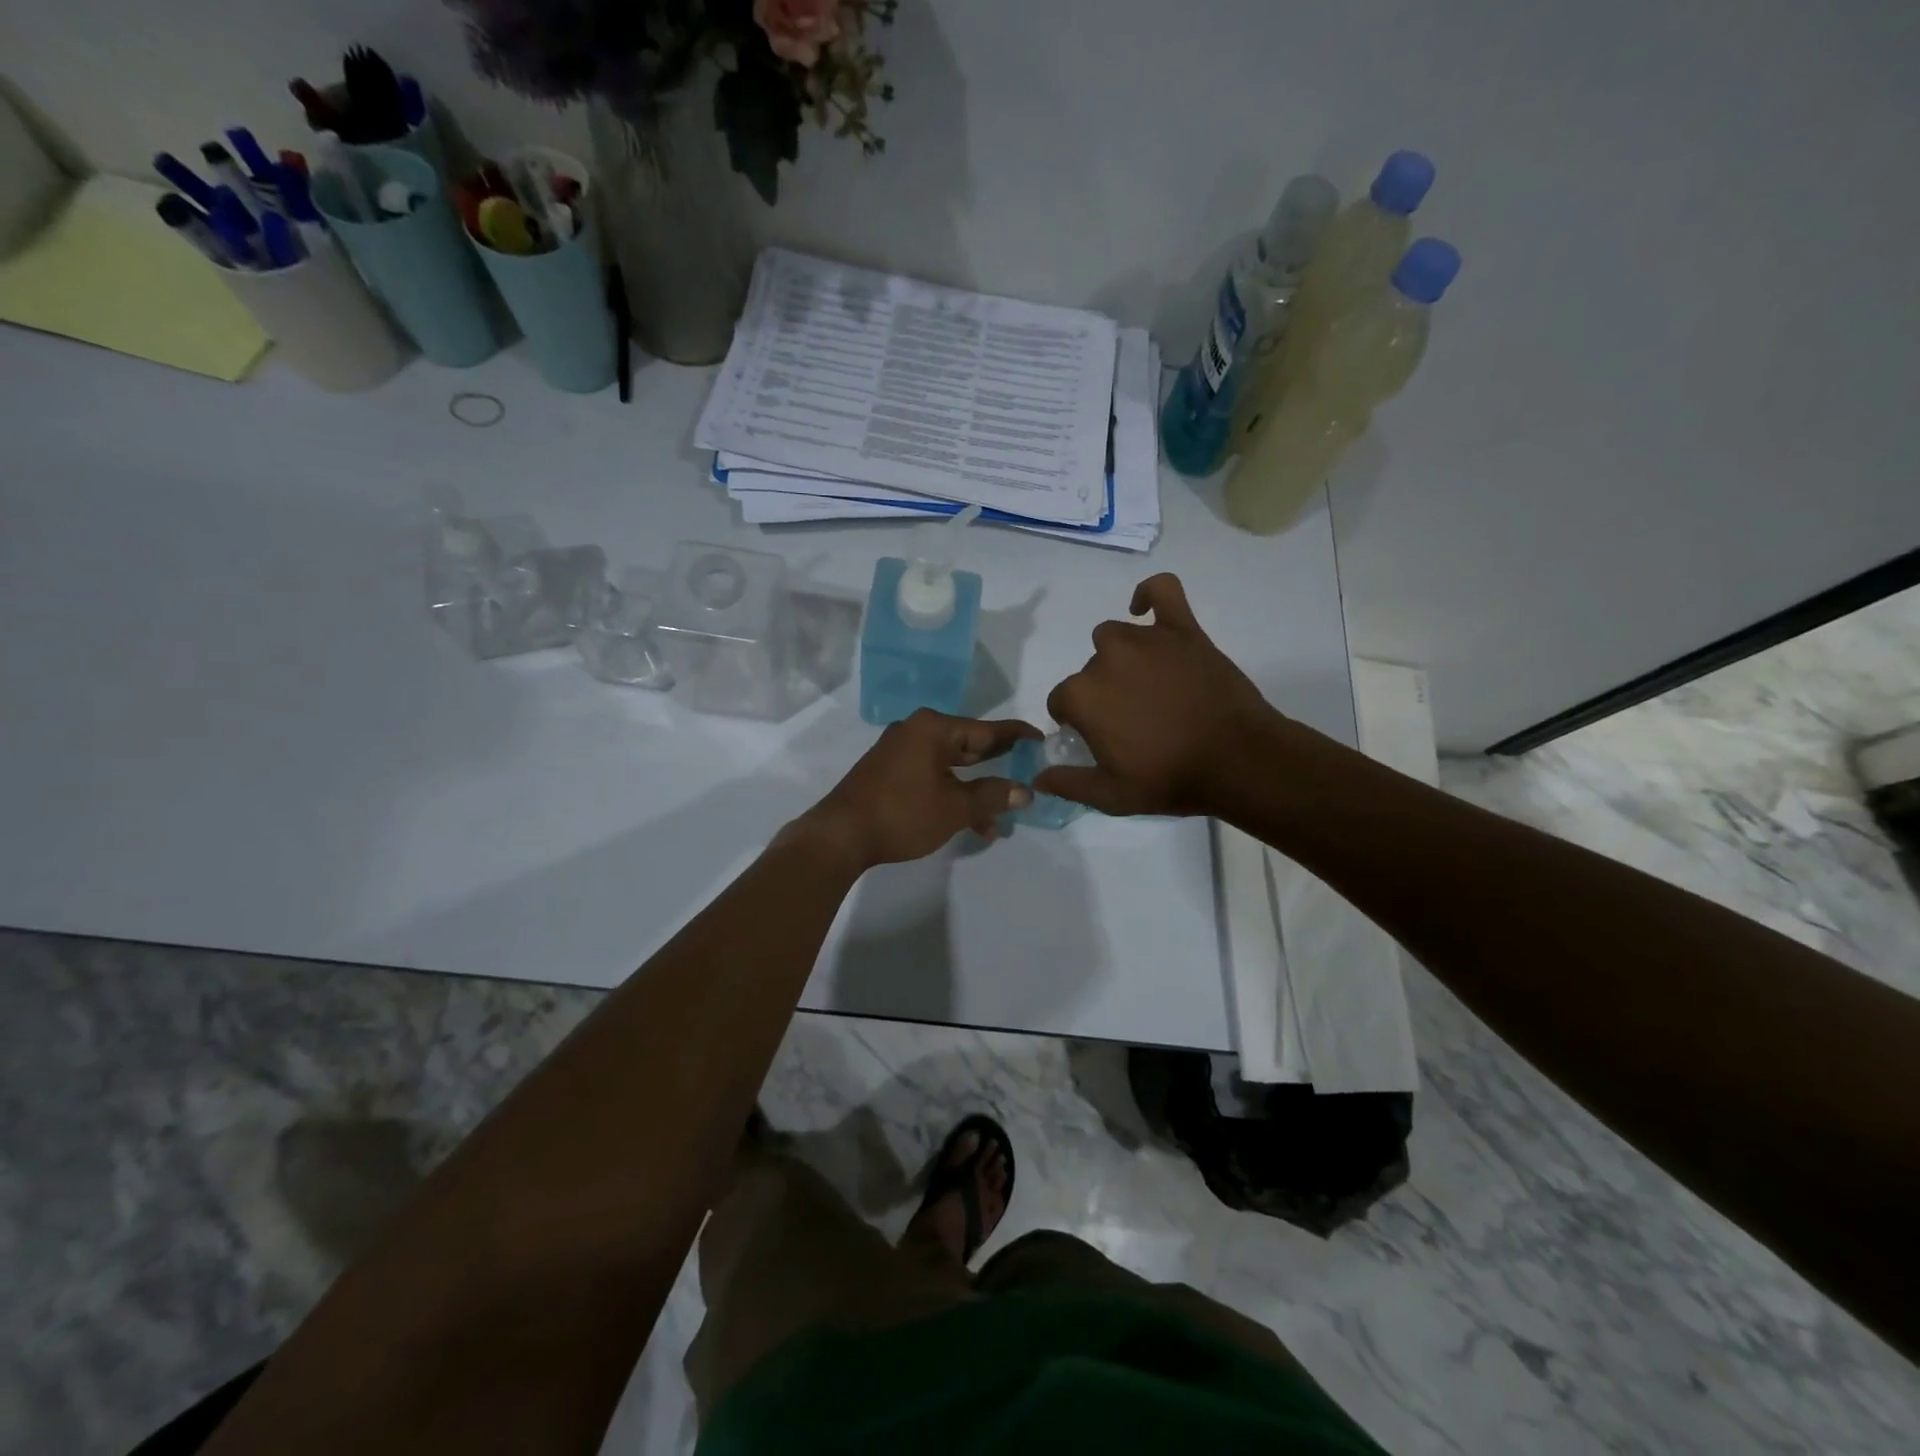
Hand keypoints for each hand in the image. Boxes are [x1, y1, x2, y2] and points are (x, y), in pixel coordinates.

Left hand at [793, 710, 1040, 869]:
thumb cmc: (902, 813)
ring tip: (1000, 820)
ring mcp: (899, 752)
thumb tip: (1025, 791)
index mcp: (933, 729)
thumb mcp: (954, 807)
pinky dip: (951, 794)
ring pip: (950, 766)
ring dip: (975, 791)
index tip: (1041, 738)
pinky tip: (969, 824)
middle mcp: (916, 732)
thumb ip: (992, 796)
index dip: (1016, 736)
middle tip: (1028, 772)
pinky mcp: (889, 772)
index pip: (986, 729)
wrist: (840, 835)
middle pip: (968, 745)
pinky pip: (931, 776)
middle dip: (997, 766)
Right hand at [1039, 573, 1284, 816]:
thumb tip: (1038, 777)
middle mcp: (1106, 659)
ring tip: (1143, 683)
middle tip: (1130, 719)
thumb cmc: (1170, 779)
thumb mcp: (1111, 796)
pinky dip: (1149, 594)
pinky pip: (1162, 591)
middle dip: (1101, 693)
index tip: (1097, 737)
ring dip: (1119, 657)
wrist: (1238, 760)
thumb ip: (1068, 784)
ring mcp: (1146, 640)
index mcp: (1083, 696)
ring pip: (1114, 636)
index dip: (1075, 721)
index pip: (1061, 701)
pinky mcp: (1183, 630)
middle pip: (1089, 670)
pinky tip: (1144, 610)